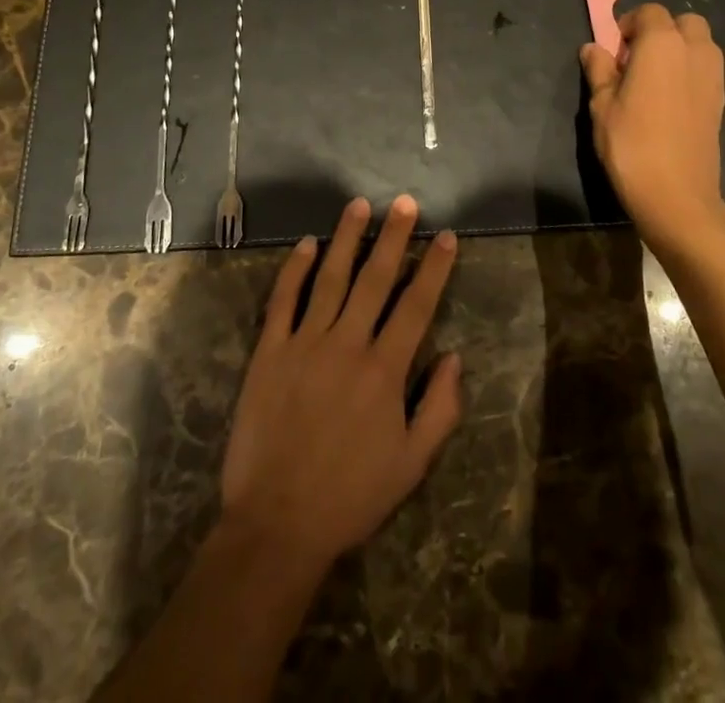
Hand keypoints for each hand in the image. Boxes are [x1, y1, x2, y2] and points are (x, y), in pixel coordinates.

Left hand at [220, 196, 461, 575]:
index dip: (434, 268)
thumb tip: (455, 356)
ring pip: (329, 278)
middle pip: (375, 279)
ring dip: (346, 239)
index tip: (445, 235)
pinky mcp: (269, 352)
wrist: (277, 523)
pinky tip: (305, 244)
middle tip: (403, 202)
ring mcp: (304, 344)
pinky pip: (283, 300)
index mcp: (385, 370)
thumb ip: (440, 408)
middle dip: (393, 236)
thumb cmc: (351, 495)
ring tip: (359, 205)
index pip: (417, 305)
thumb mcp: (412, 464)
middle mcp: (347, 344)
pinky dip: (294, 269)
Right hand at [581, 4, 724, 251]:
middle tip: (634, 59)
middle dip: (659, 31)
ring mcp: (713, 76)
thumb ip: (599, 70)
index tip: (612, 50)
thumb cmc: (631, 144)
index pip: (649, 12)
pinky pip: (705, 69)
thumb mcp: (601, 105)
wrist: (676, 195)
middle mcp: (694, 51)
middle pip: (682, 22)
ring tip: (652, 79)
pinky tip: (668, 100)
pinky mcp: (720, 100)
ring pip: (699, 44)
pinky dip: (689, 71)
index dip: (627, 24)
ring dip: (677, 49)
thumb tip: (593, 48)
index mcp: (662, 44)